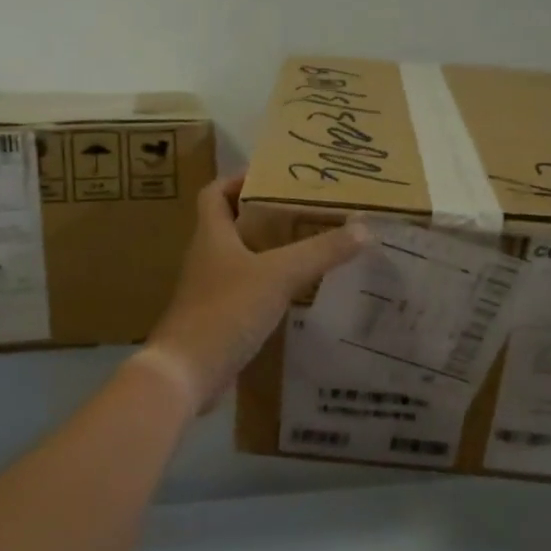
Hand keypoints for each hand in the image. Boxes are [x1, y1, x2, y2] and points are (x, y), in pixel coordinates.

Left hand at [145, 175, 368, 411]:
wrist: (186, 373)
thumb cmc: (225, 310)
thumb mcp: (278, 275)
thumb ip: (320, 251)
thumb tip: (365, 228)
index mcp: (212, 235)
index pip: (215, 192)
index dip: (239, 179)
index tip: (274, 177)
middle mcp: (208, 257)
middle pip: (234, 225)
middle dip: (268, 216)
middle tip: (308, 212)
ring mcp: (211, 290)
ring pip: (243, 260)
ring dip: (272, 253)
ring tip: (313, 248)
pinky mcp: (219, 319)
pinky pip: (248, 292)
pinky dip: (271, 287)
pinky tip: (300, 293)